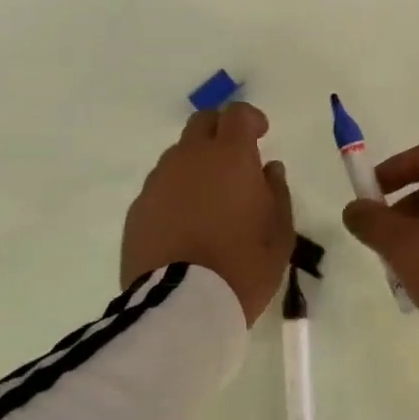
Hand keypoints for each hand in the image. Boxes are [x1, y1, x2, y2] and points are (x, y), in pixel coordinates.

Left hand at [121, 104, 294, 325]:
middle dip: (220, 130)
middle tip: (235, 158)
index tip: (261, 134)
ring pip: (178, 155)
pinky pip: (161, 187)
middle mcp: (189, 158)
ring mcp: (158, 182)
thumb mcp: (280, 232)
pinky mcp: (138, 209)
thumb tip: (269, 169)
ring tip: (210, 197)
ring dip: (197, 163)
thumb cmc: (243, 265)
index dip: (251, 118)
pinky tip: (186, 222)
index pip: (237, 114)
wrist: (182, 305)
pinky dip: (176, 192)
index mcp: (229, 156)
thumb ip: (277, 191)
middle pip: (201, 123)